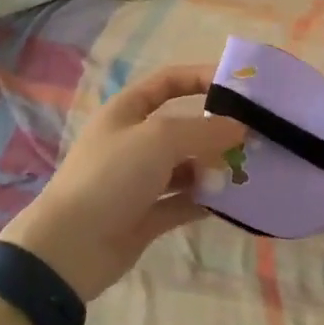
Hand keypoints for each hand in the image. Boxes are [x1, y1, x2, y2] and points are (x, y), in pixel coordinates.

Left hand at [0, 66, 245, 301]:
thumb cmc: (112, 175)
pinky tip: (232, 201)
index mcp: (128, 110)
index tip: (238, 86)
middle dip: (215, 128)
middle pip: (181, 125)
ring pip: (185, 165)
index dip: (200, 77)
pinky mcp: (146, 215)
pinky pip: (183, 200)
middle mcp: (134, 140)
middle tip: (254, 136)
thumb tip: (241, 127)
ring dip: (213, 166)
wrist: (69, 247)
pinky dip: (205, 199)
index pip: (168, 81)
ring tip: (249, 170)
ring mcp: (139, 179)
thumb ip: (204, 130)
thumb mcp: (159, 139)